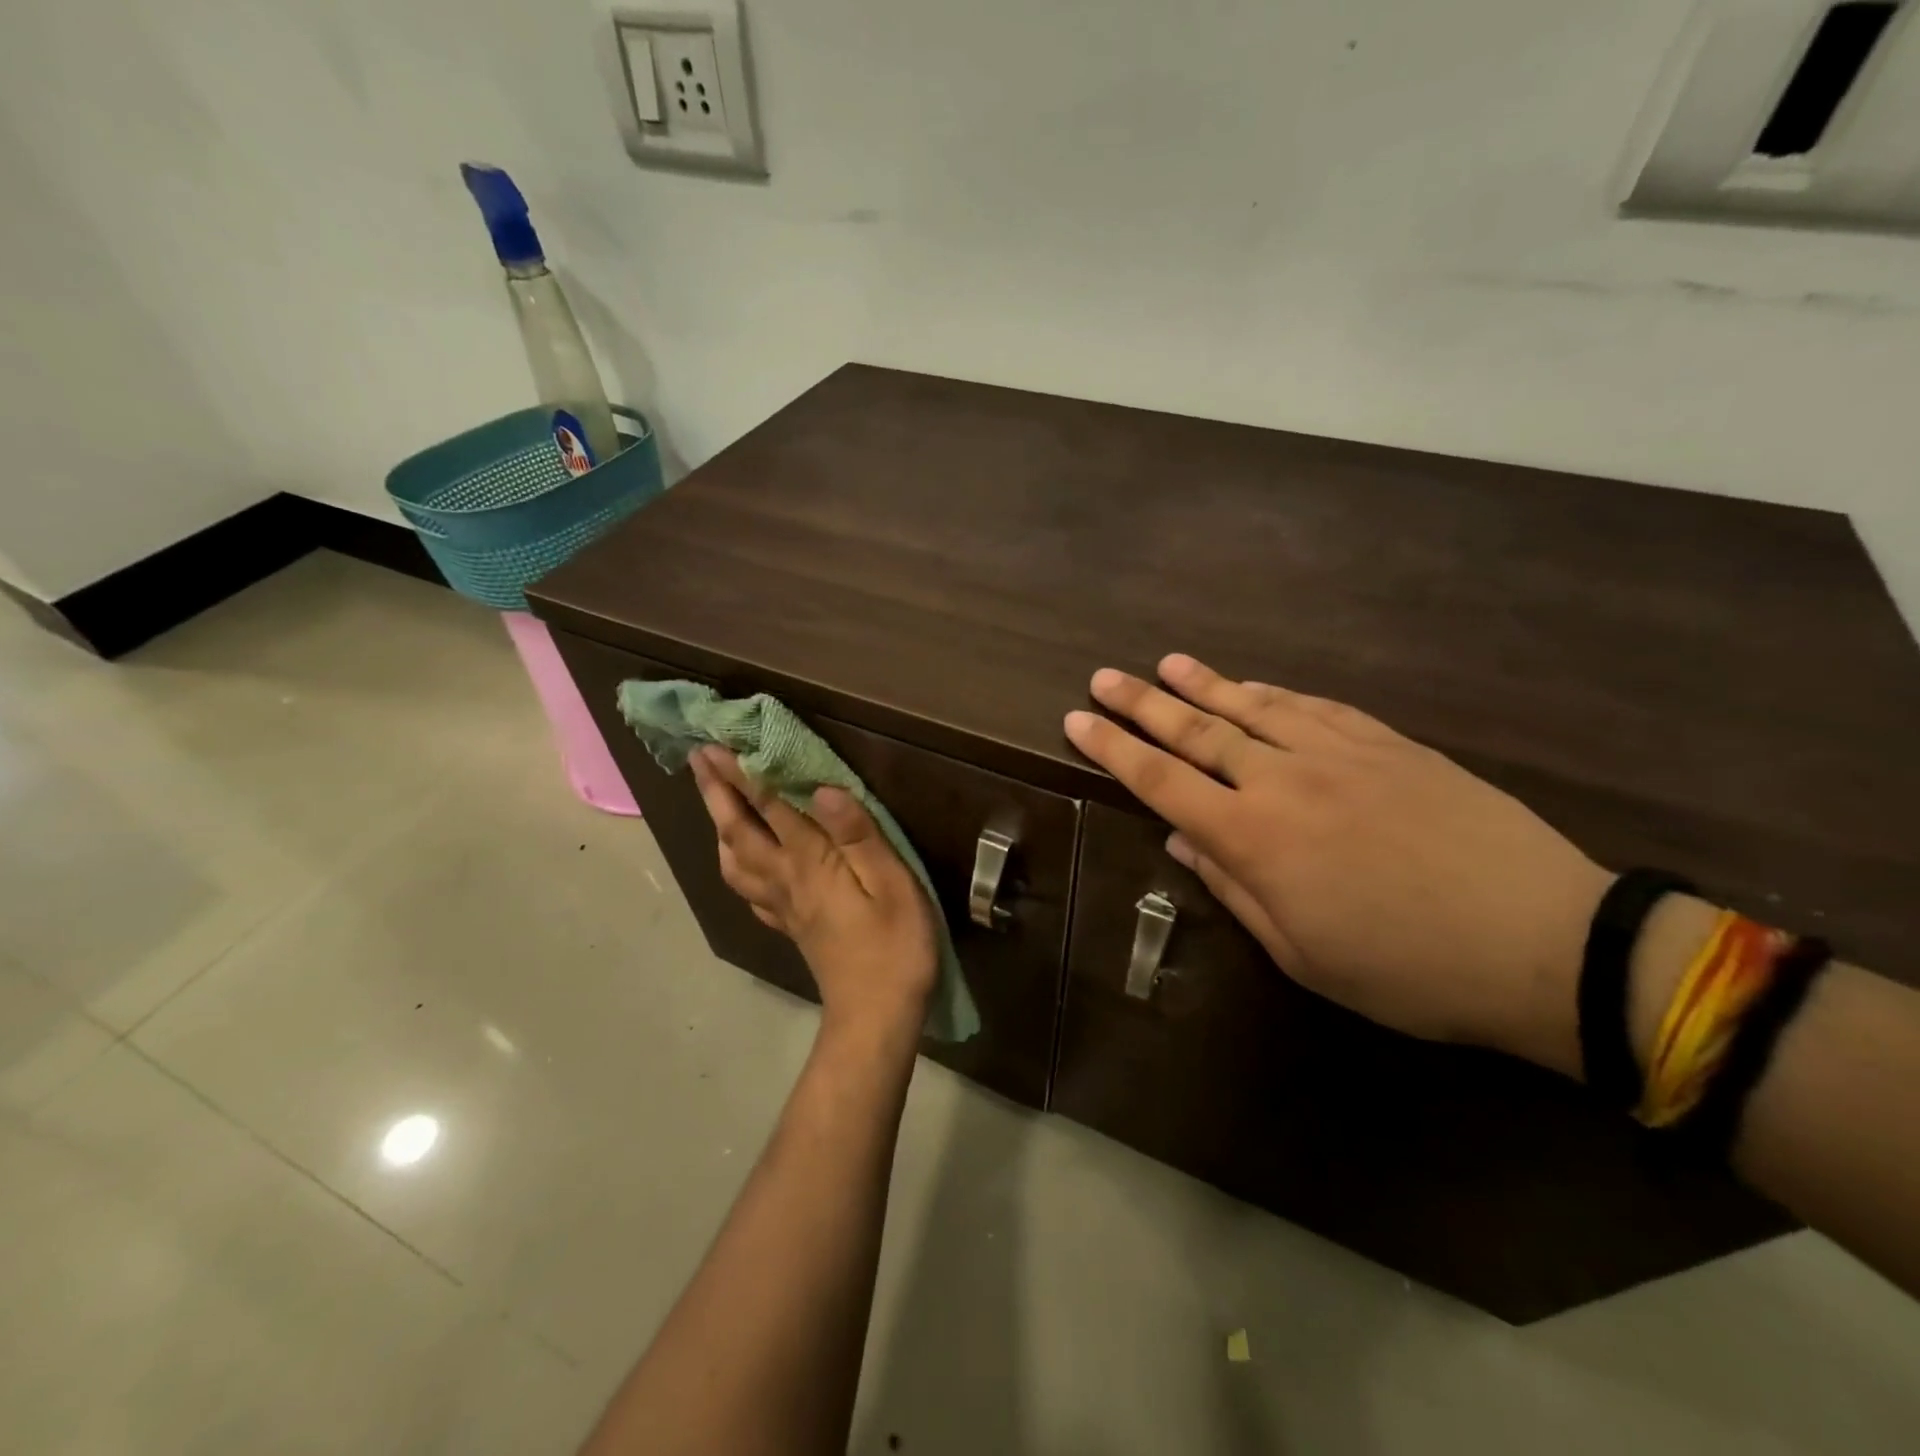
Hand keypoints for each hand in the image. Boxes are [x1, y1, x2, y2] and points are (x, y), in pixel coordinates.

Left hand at [689, 747, 938, 1040]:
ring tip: (714, 805)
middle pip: (740, 831)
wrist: (876, 1016)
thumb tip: (823, 789)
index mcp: (810, 863)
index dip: (742, 774)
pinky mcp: (790, 926)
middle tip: (698, 760)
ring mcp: (783, 906)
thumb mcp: (892, 884)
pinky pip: (750, 891)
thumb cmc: (894, 946)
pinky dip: (736, 868)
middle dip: (718, 792)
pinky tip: (741, 863)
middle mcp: (786, 879)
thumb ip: (859, 834)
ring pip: (735, 862)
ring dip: (719, 828)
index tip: (715, 745)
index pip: (769, 808)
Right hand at [1064, 655, 1613, 1076]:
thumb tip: (1184, 841)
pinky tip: (1252, 684)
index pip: (1161, 782)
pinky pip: (1316, 707)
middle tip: (1103, 678)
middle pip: (1196, 732)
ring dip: (1203, 685)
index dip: (1114, 749)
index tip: (1077, 720)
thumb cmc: (1407, 970)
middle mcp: (1284, 782)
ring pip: (1253, 708)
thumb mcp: (1302, 954)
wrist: (1542, 941)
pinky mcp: (1389, 745)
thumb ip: (1235, 889)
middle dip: (1142, 704)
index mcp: (1255, 839)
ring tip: (1166, 663)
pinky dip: (1274, 693)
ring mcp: (1339, 754)